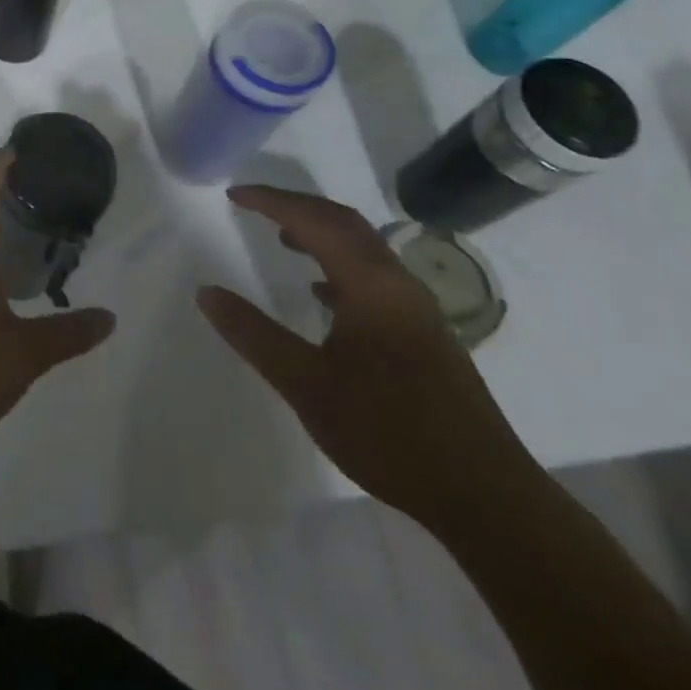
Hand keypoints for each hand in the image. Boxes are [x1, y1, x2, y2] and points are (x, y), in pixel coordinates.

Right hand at [197, 186, 533, 527]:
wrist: (484, 495)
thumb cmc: (388, 432)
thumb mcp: (306, 384)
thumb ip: (253, 334)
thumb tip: (206, 292)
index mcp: (371, 285)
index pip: (315, 221)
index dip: (272, 201)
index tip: (234, 193)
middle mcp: (398, 284)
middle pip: (344, 223)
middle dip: (297, 206)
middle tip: (255, 205)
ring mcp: (417, 309)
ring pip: (363, 249)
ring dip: (321, 233)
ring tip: (282, 238)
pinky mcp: (424, 334)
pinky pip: (375, 277)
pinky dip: (340, 266)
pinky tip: (323, 294)